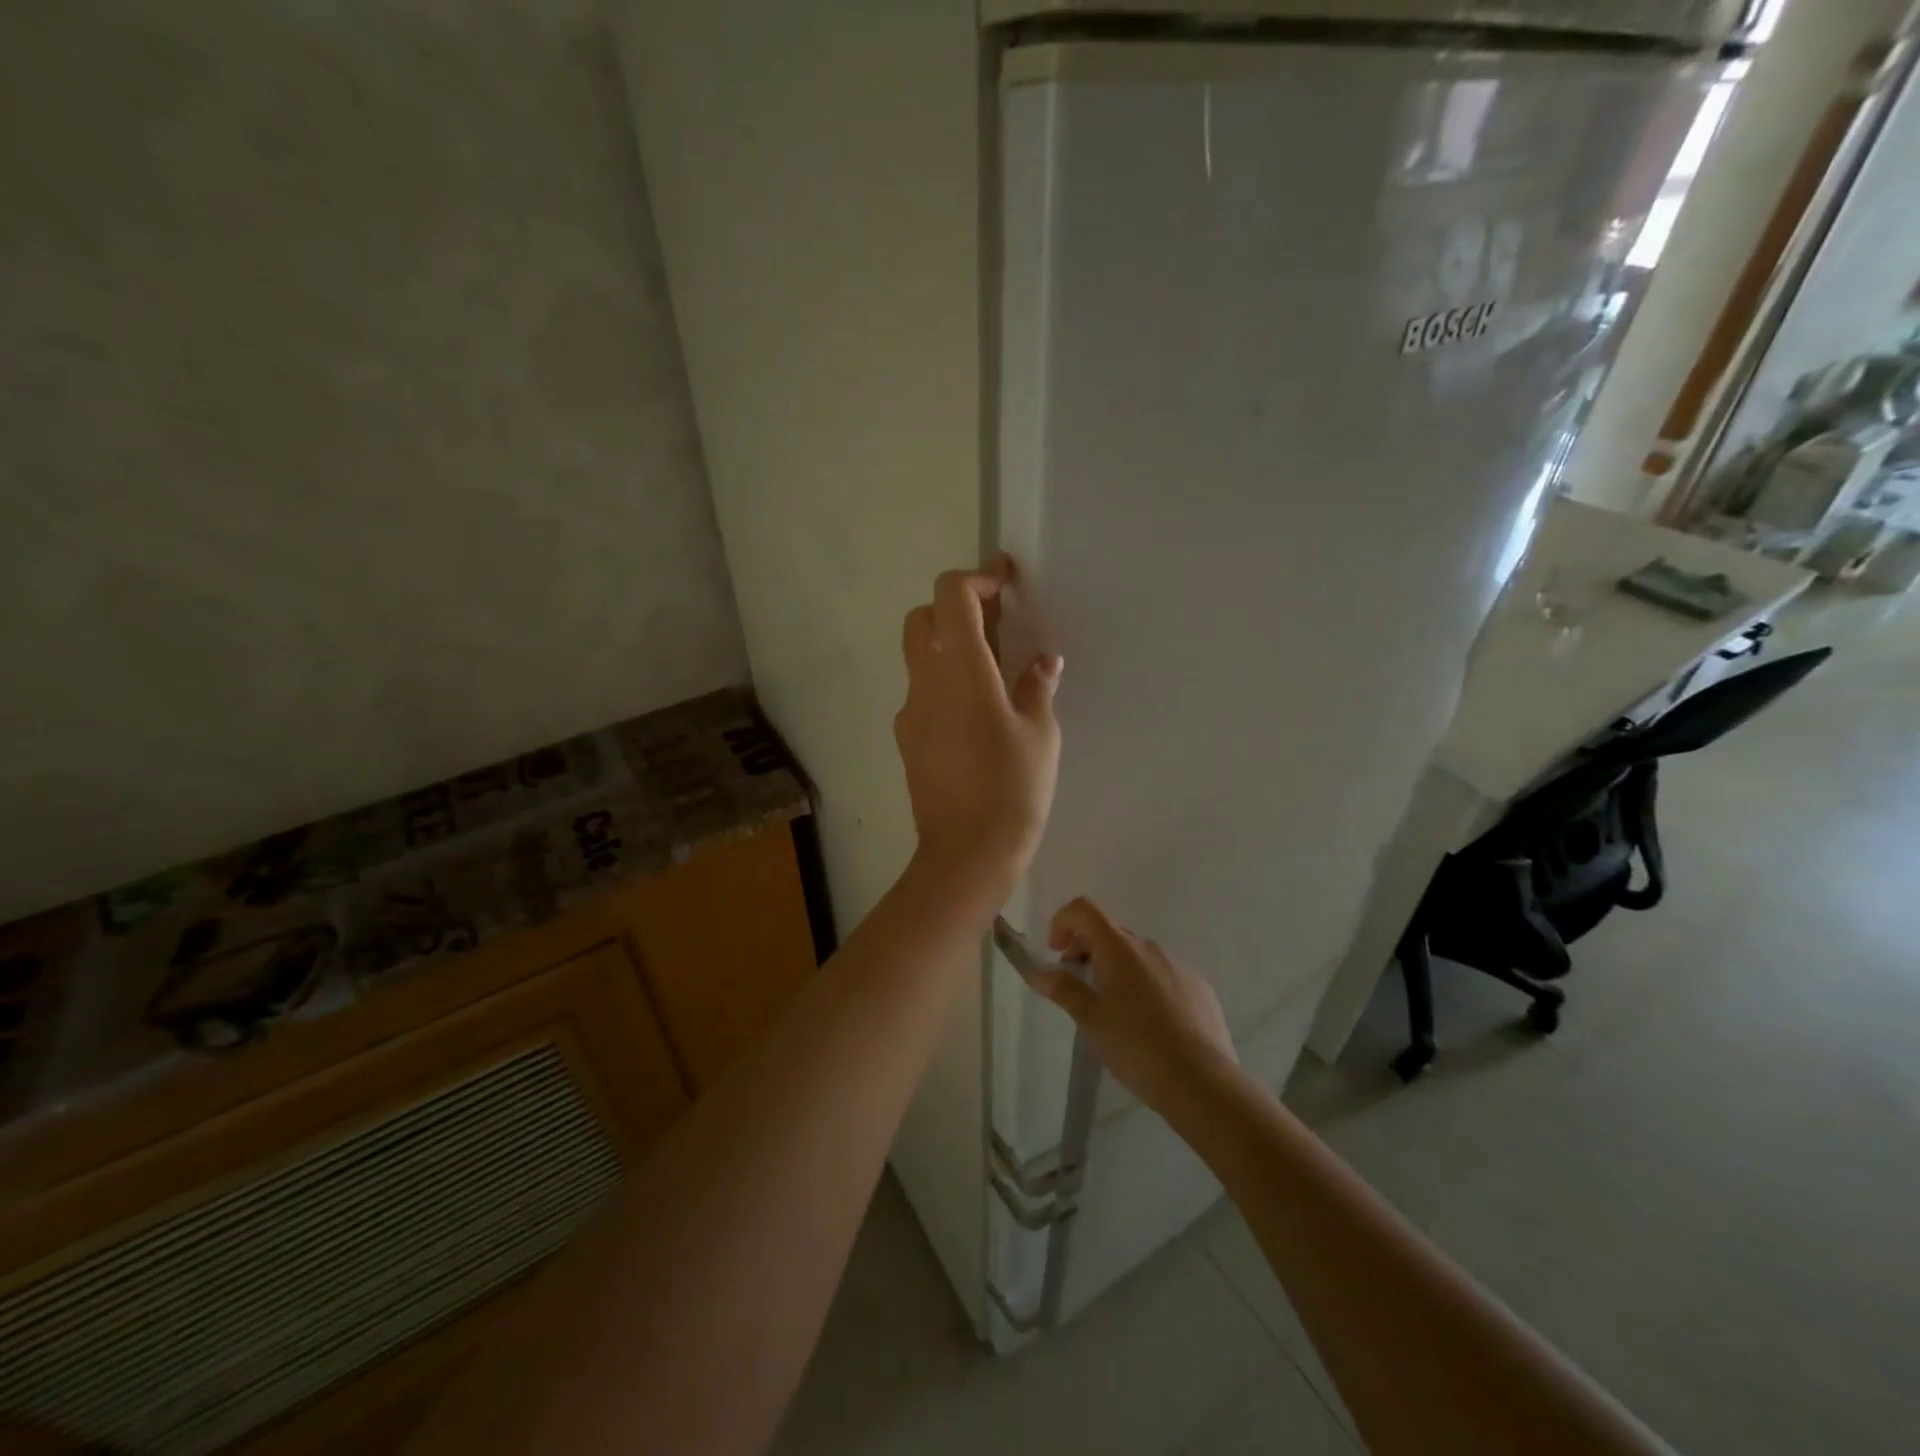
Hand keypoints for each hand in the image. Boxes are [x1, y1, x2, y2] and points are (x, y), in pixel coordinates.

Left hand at [895, 557, 1062, 898]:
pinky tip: (975, 719)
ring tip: (993, 677)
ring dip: (949, 649)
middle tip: (996, 628)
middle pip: (923, 618)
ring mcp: (909, 712)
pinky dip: (944, 685)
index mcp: (962, 669)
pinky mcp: (906, 739)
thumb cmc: (1013, 788)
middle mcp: (925, 681)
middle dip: (955, 609)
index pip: (951, 596)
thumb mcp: (1040, 733)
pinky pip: (921, 694)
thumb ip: (1037, 687)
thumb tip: (1042, 661)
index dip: (977, 579)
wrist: (966, 852)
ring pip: (919, 657)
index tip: (1005, 583)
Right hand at [1029, 897, 1239, 1115]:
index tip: (1057, 953)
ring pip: (1137, 956)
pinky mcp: (1199, 988)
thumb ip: (1062, 989)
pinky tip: (1150, 1025)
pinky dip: (1146, 986)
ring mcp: (1178, 965)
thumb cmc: (1136, 1046)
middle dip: (1087, 951)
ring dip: (1117, 970)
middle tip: (1079, 988)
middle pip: (1110, 932)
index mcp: (1120, 948)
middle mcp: (1150, 947)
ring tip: (1115, 1013)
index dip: (1063, 921)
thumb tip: (1037, 970)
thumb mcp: (1089, 1019)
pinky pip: (1163, 975)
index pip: (1085, 909)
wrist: (1201, 1082)